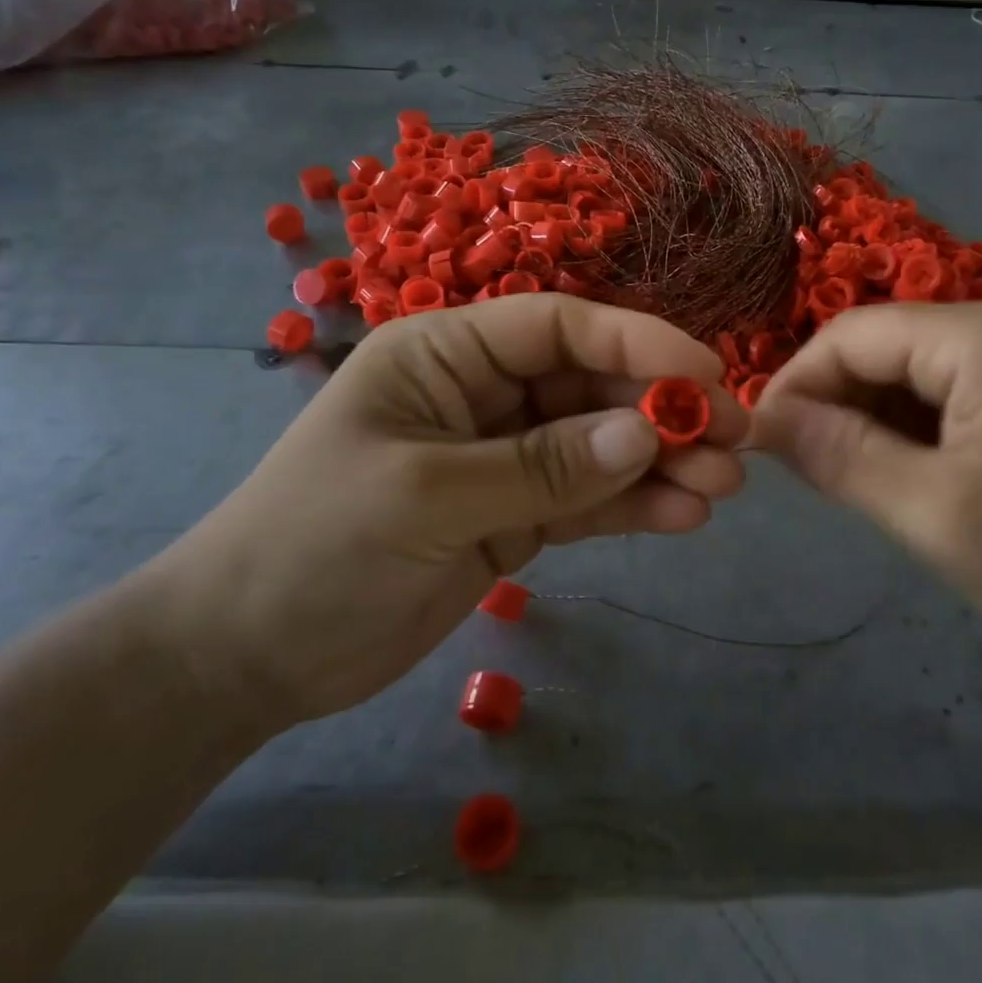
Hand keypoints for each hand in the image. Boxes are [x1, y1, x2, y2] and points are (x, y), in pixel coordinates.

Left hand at [145, 295, 744, 727]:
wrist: (248, 655)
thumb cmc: (316, 546)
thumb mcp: (429, 496)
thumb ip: (542, 466)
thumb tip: (645, 433)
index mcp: (447, 352)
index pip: (559, 327)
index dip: (638, 342)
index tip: (707, 373)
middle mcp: (483, 392)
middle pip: (591, 385)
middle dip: (661, 409)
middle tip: (733, 440)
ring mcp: (503, 456)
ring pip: (599, 443)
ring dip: (660, 461)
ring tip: (721, 487)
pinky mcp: (514, 514)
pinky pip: (586, 498)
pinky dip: (632, 504)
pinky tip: (681, 516)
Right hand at [752, 300, 981, 668]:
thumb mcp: (931, 512)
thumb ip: (838, 454)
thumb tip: (763, 418)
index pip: (852, 335)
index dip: (796, 383)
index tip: (762, 443)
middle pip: (886, 347)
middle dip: (837, 404)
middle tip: (808, 472)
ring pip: (918, 370)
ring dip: (875, 418)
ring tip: (854, 480)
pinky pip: (957, 390)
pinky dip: (918, 426)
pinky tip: (911, 473)